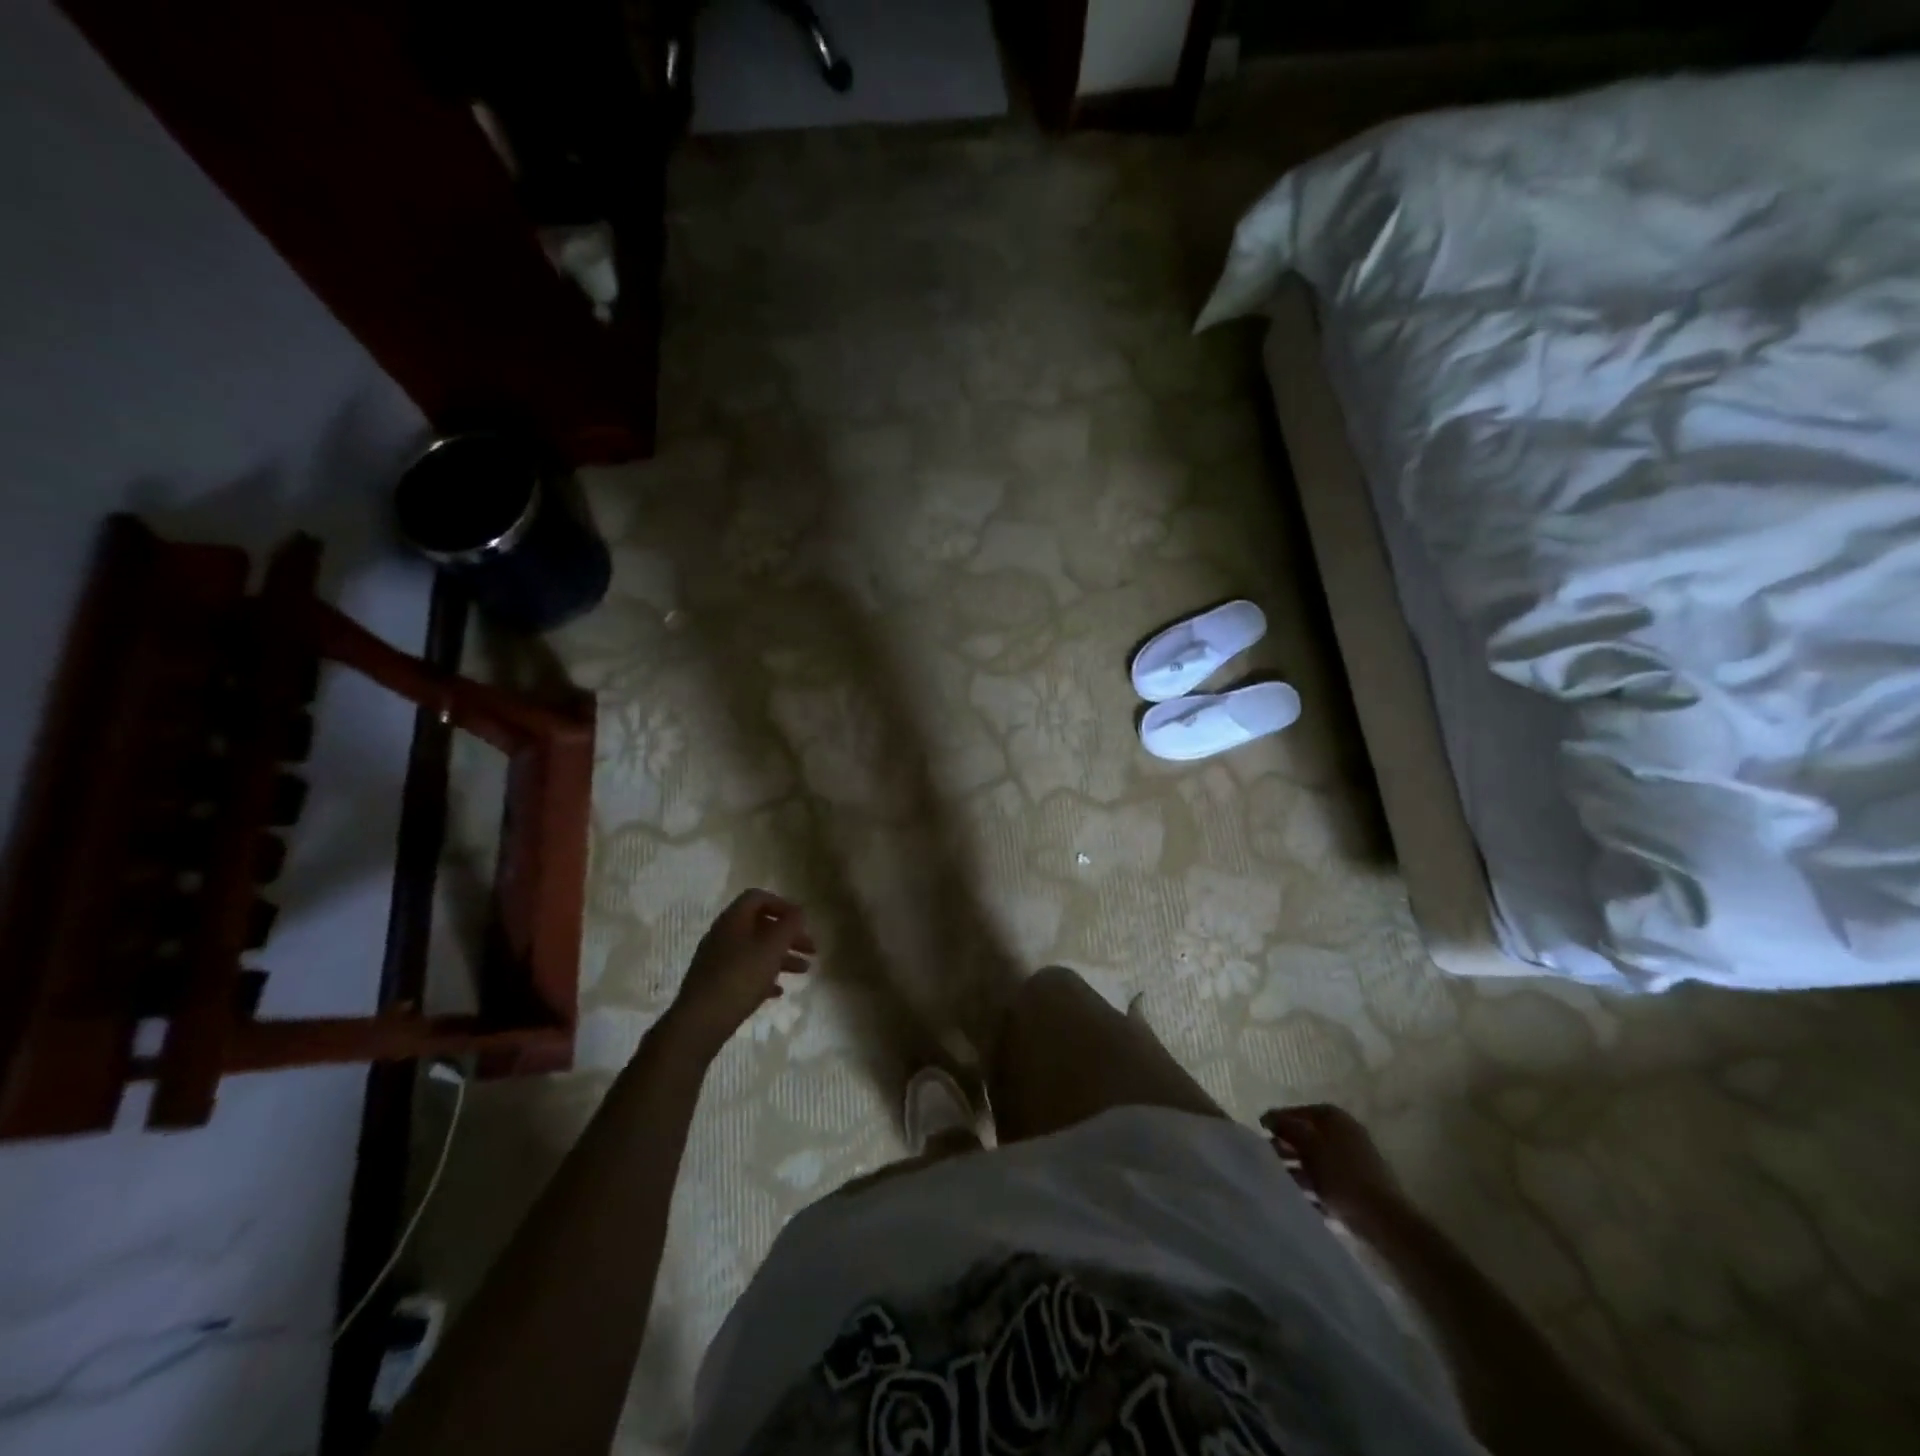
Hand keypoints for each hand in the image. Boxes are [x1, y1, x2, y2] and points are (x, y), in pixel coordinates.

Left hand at [662, 890, 813, 1059]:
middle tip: (811, 949)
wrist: (699, 1022)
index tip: (802, 921)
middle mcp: (723, 935)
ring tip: (803, 971)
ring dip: (781, 957)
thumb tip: (798, 912)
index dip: (782, 904)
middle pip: (760, 925)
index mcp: (733, 920)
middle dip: (788, 935)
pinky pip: (744, 972)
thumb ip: (789, 926)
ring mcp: (717, 960)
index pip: (758, 898)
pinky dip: (764, 976)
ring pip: (755, 950)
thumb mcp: (772, 948)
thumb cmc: (740, 977)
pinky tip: (777, 991)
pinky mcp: (715, 984)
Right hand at [1260, 1104, 1403, 1231]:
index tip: (1260, 1134)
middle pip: (1307, 1135)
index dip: (1277, 1121)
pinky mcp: (1359, 1184)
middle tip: (1270, 1160)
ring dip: (1298, 1169)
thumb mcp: (1307, 1144)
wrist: (1383, 1219)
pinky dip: (1314, 1186)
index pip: (1297, 1112)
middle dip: (1287, 1147)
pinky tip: (1304, 1199)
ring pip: (1316, 1159)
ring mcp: (1354, 1158)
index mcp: (1333, 1117)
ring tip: (1283, 1182)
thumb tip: (1268, 1118)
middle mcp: (1345, 1131)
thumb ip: (1286, 1127)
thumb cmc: (1341, 1174)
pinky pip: (1328, 1179)